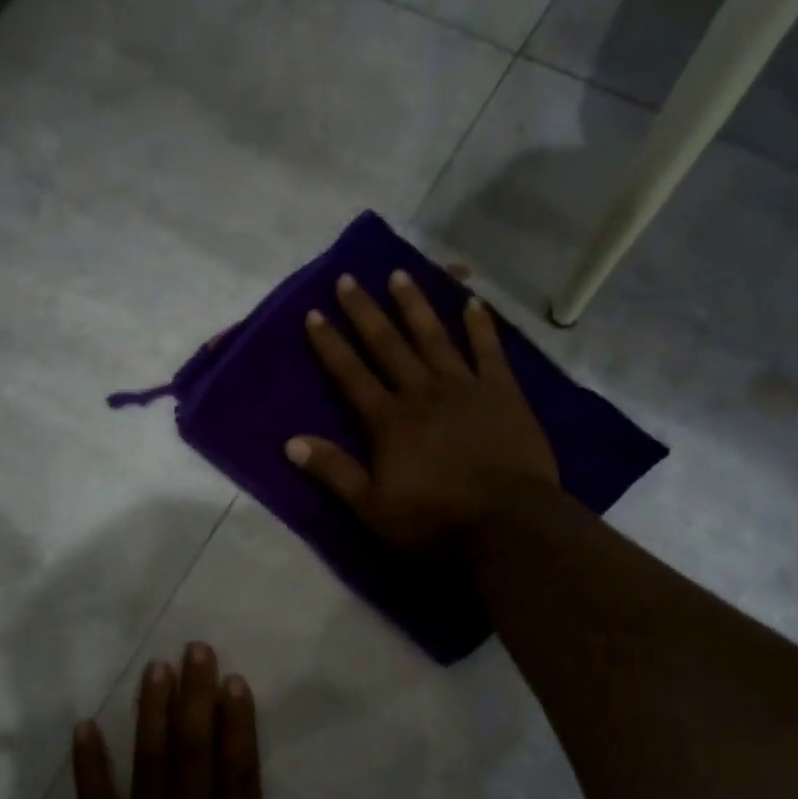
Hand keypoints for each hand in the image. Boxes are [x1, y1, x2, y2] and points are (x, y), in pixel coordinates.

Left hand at [68, 643, 376, 798]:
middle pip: (195, 755)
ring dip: (152, 716)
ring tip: (154, 669)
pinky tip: (83, 729)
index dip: (239, 724)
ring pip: (150, 768)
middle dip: (196, 698)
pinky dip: (89, 768)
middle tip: (194, 649)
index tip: (233, 679)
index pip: (240, 775)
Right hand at [286, 270, 558, 552]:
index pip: (351, 375)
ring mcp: (465, 388)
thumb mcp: (372, 507)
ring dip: (415, 306)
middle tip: (349, 278)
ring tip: (400, 274)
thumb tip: (290, 442)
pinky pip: (489, 351)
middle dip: (365, 312)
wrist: (507, 524)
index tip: (315, 313)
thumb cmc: (435, 521)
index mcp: (389, 421)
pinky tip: (473, 302)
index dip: (331, 344)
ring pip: (434, 337)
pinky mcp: (503, 393)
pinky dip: (480, 326)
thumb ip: (334, 471)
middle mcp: (422, 393)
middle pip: (388, 345)